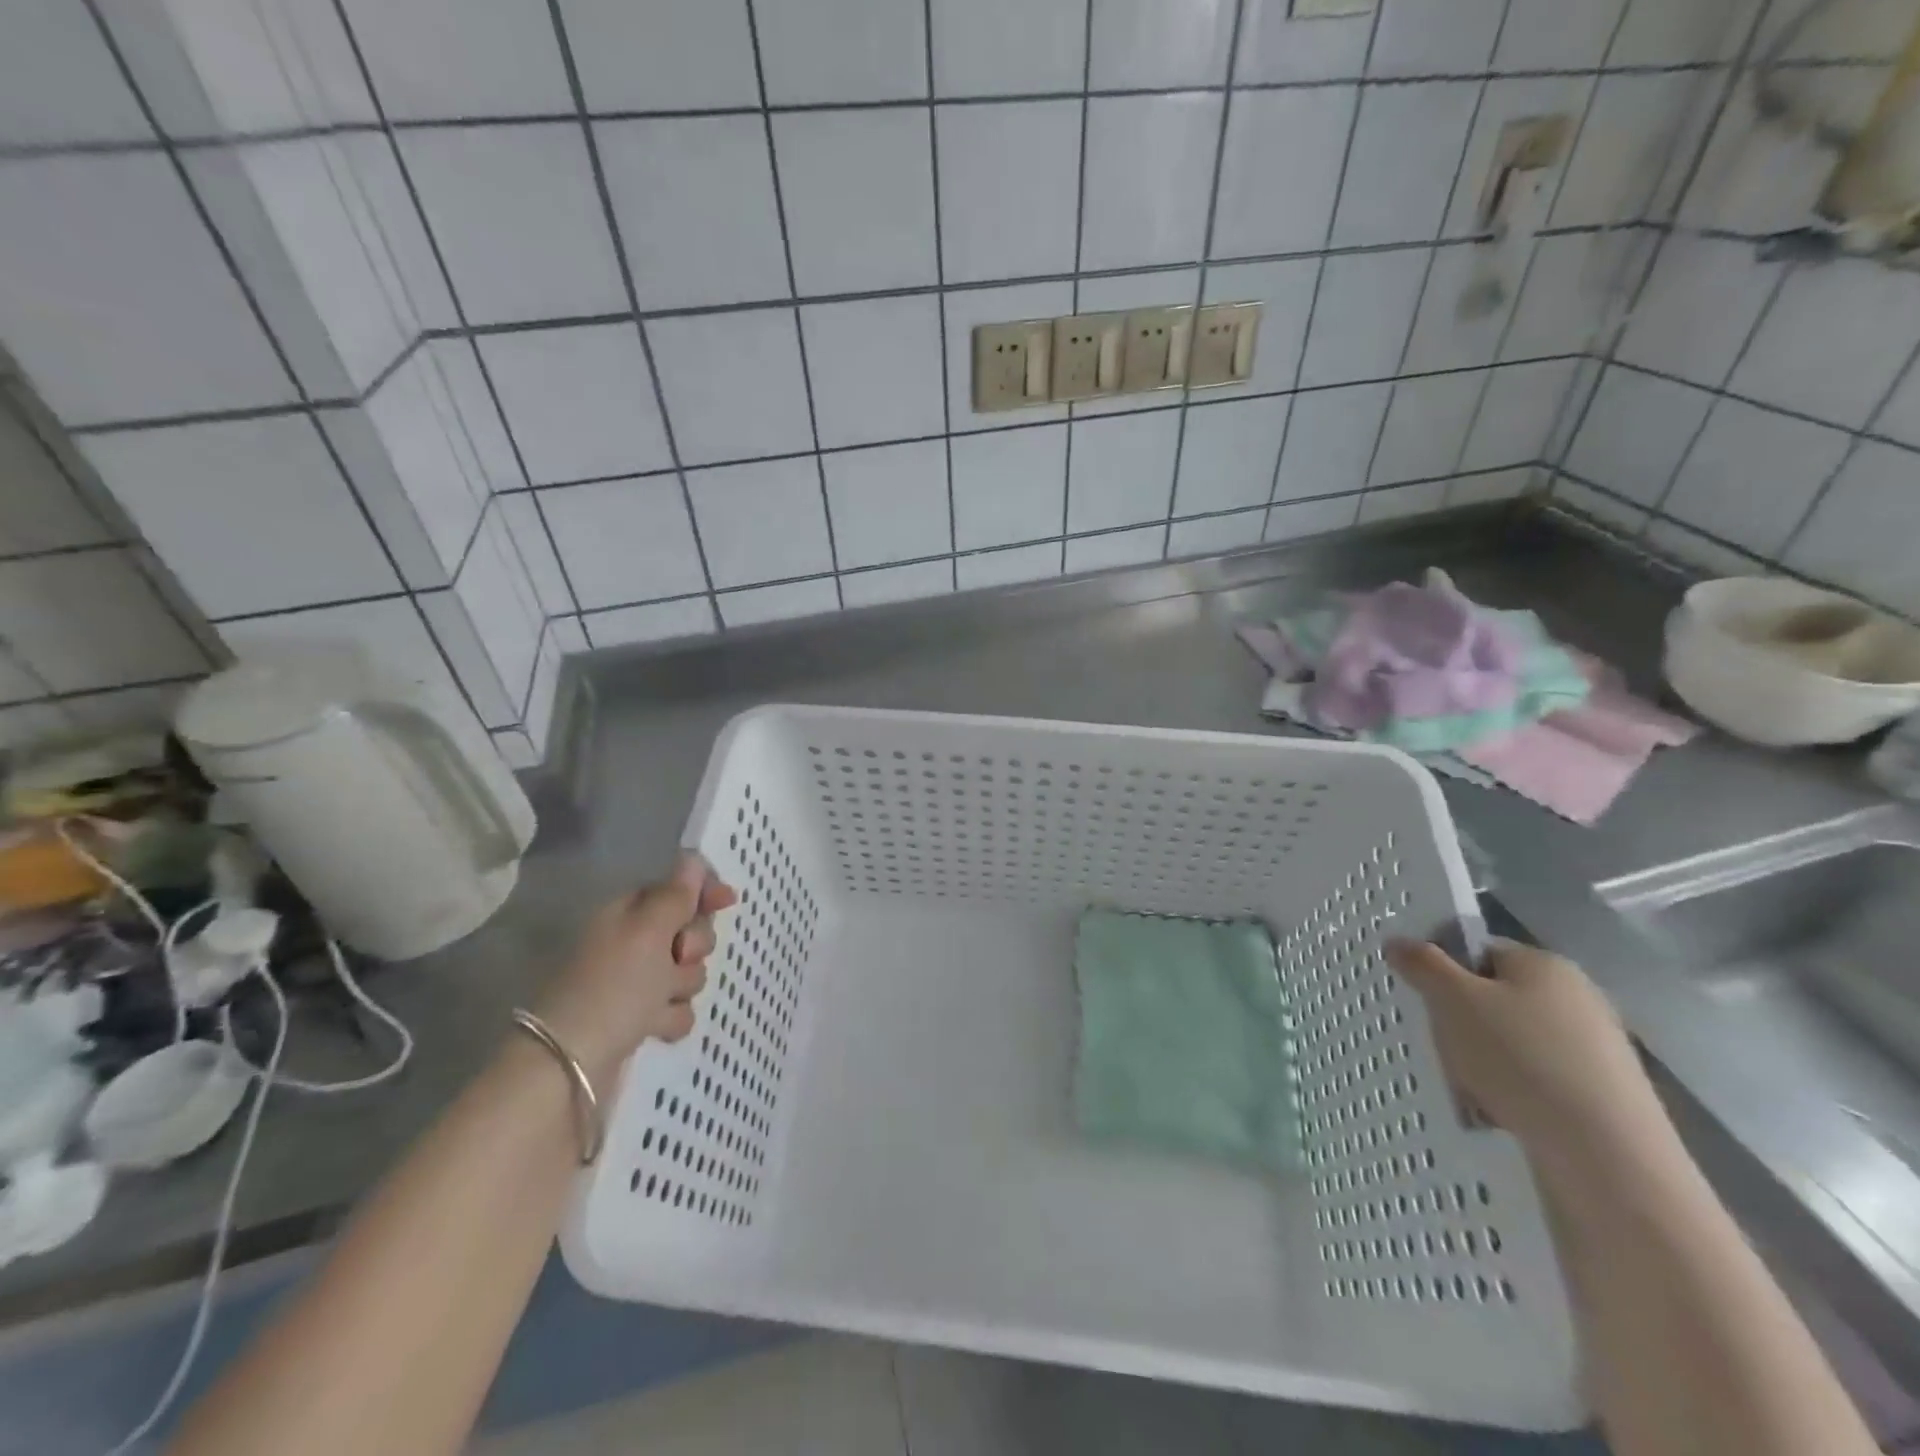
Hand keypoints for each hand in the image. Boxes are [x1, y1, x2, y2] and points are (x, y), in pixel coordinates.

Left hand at [535, 853, 737, 1087]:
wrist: (570, 1067)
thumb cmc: (612, 988)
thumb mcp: (648, 931)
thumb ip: (675, 895)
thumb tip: (691, 858)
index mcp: (626, 914)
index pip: (674, 889)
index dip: (702, 892)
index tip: (727, 900)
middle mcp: (631, 944)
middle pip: (688, 930)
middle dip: (693, 945)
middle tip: (677, 957)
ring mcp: (634, 984)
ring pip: (687, 972)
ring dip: (681, 985)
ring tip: (657, 1003)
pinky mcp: (638, 1020)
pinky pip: (677, 1008)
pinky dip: (670, 1017)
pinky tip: (655, 1028)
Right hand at [1385, 938, 1674, 1173]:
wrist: (1607, 1158)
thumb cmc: (1521, 1059)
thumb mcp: (1453, 1001)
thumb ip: (1422, 964)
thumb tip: (1398, 941)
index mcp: (1545, 964)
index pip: (1478, 951)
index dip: (1444, 972)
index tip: (1425, 1002)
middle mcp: (1577, 997)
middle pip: (1493, 998)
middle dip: (1461, 1024)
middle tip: (1446, 1050)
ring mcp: (1596, 1048)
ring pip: (1512, 1043)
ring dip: (1483, 1062)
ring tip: (1472, 1091)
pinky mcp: (1604, 1095)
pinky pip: (1538, 1080)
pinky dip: (1514, 1093)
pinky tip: (1502, 1116)